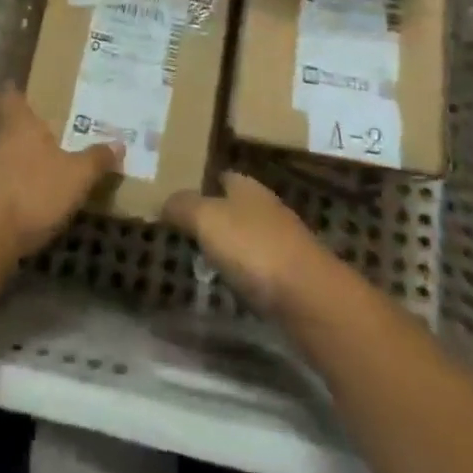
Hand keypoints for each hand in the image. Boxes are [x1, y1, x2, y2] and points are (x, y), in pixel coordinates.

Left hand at [0, 88, 120, 259]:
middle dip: (24, 132)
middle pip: (6, 127)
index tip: (22, 89)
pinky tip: (25, 201)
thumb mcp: (76, 176)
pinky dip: (8, 189)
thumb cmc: (33, 192)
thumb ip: (96, 159)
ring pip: (0, 157)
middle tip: (47, 134)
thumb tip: (119, 143)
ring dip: (16, 163)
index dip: (16, 92)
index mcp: (19, 124)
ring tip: (39, 169)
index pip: (11, 96)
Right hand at [165, 172, 335, 316]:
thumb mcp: (207, 220)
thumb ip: (182, 206)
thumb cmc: (253, 247)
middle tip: (182, 232)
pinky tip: (228, 286)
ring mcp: (281, 241)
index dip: (200, 184)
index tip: (177, 200)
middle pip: (234, 206)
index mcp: (247, 186)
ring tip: (199, 261)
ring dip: (227, 247)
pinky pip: (257, 267)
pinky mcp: (290, 275)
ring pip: (246, 237)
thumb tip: (163, 200)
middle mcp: (266, 206)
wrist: (309, 297)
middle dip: (212, 217)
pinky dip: (242, 273)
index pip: (221, 176)